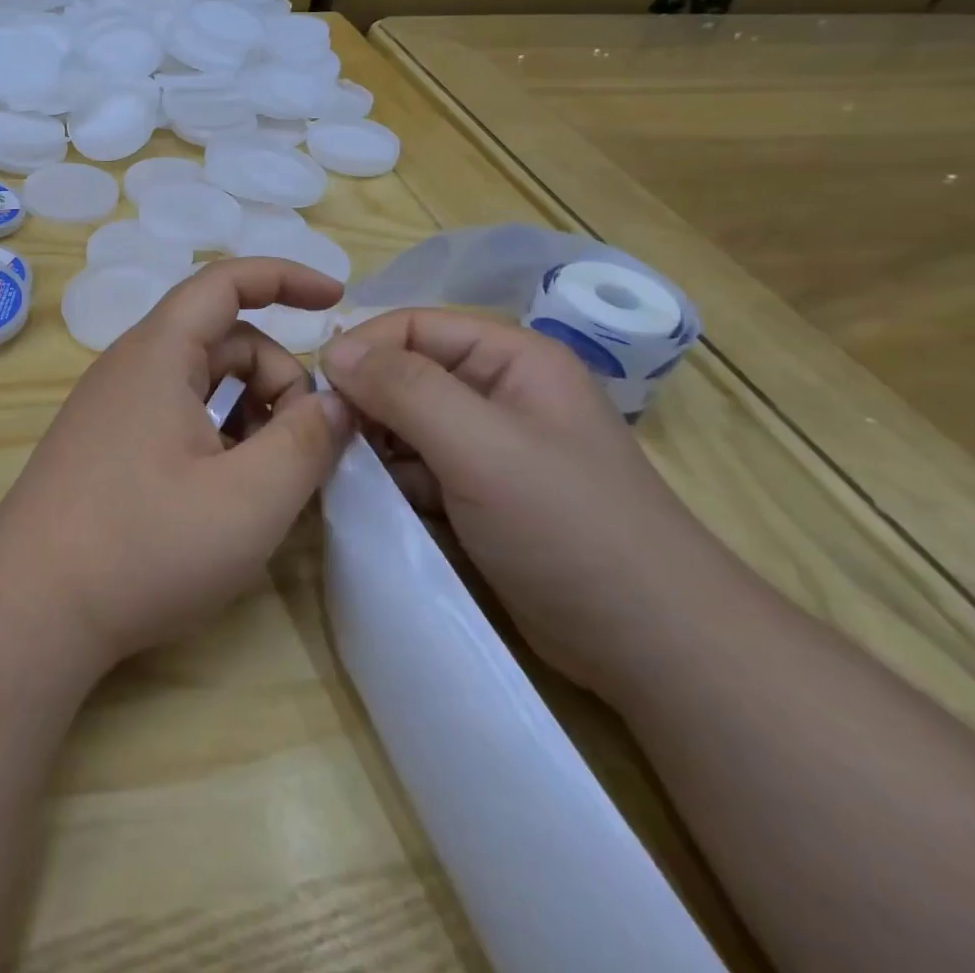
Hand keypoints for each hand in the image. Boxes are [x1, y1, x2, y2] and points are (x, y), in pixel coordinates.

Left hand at [0, 258, 353, 669]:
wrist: (31, 606)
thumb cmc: (144, 545)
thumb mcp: (249, 499)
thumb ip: (307, 442)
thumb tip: (336, 404)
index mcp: (159, 353)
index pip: (226, 281)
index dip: (285, 278)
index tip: (336, 299)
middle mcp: (130, 366)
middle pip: (223, 340)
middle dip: (277, 378)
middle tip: (305, 448)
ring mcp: (112, 406)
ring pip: (201, 382)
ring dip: (250, 412)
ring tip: (270, 478)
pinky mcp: (104, 443)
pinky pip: (175, 414)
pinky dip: (217, 435)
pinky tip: (228, 492)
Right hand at [320, 309, 731, 697]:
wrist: (653, 647)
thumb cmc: (570, 528)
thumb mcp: (481, 447)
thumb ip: (404, 389)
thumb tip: (333, 349)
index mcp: (510, 358)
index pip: (411, 327)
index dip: (363, 351)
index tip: (321, 395)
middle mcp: (496, 391)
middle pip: (402, 375)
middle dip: (365, 406)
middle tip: (336, 446)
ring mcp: (487, 445)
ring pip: (401, 424)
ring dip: (374, 449)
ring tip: (359, 483)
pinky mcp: (476, 493)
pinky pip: (413, 467)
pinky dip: (391, 482)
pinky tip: (384, 508)